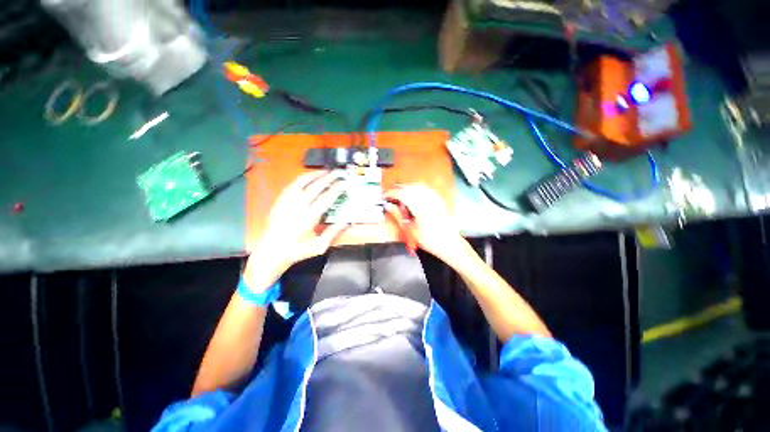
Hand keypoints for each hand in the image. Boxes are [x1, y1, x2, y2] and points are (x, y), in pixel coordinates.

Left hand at [245, 171, 346, 290]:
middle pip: (314, 188)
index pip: (325, 199)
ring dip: (314, 176)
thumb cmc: (297, 251)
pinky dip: (300, 180)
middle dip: (328, 179)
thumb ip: (333, 232)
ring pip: (300, 184)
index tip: (344, 184)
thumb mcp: (319, 246)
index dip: (336, 190)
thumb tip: (347, 221)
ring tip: (324, 171)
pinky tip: (307, 178)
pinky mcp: (279, 203)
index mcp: (308, 219)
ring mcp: (286, 204)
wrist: (272, 253)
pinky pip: (290, 187)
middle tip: (338, 173)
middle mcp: (297, 208)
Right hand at [384, 184, 464, 261]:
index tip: (384, 196)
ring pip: (418, 186)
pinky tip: (413, 195)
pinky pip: (426, 189)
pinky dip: (416, 189)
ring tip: (400, 196)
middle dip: (399, 189)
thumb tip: (388, 206)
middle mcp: (428, 200)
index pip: (402, 194)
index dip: (392, 193)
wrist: (448, 243)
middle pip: (410, 187)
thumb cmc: (428, 240)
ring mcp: (435, 198)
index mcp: (420, 208)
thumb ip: (398, 216)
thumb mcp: (410, 230)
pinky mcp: (439, 199)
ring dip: (407, 188)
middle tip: (391, 196)